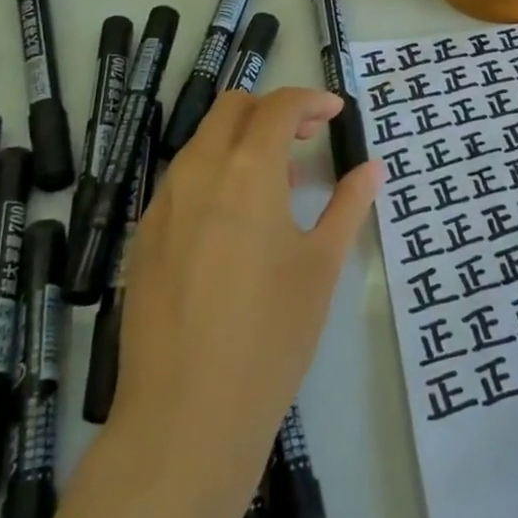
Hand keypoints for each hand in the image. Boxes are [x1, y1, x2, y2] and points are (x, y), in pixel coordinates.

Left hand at [111, 88, 383, 503]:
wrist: (185, 418)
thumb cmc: (271, 335)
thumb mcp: (321, 266)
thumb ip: (348, 205)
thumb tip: (372, 168)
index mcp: (247, 171)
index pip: (277, 106)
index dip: (310, 100)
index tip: (335, 113)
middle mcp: (198, 174)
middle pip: (232, 110)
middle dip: (272, 110)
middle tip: (307, 138)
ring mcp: (163, 206)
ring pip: (203, 143)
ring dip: (242, 141)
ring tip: (278, 182)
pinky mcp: (144, 239)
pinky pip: (183, 182)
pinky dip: (216, 175)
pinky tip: (238, 222)